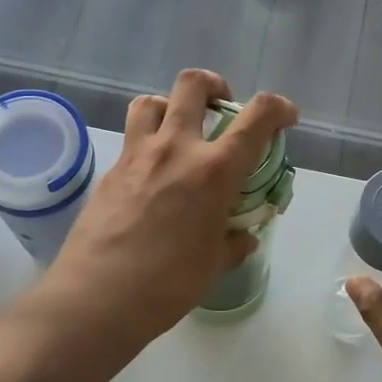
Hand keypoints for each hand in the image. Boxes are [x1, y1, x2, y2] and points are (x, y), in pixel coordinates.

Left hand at [48, 70, 297, 342]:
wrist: (97, 296)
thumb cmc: (166, 285)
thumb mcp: (213, 266)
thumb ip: (232, 243)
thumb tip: (242, 237)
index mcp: (214, 171)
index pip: (256, 118)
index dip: (278, 108)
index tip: (284, 118)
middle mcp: (175, 149)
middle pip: (193, 85)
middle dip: (215, 86)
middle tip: (222, 108)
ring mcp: (137, 155)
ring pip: (152, 101)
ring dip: (171, 106)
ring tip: (180, 130)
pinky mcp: (109, 170)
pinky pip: (131, 138)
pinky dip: (147, 141)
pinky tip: (151, 174)